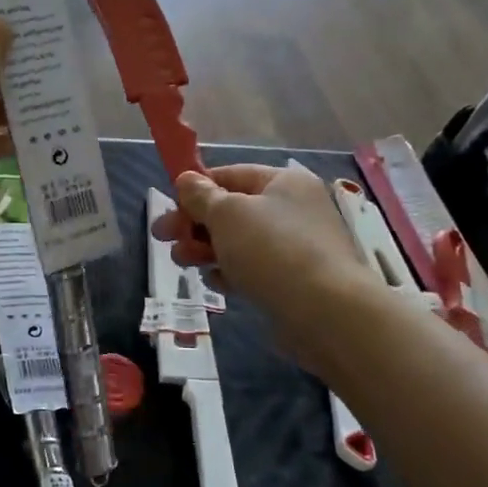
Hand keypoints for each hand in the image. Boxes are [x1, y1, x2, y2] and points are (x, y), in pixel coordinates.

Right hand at [152, 161, 366, 372]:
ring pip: (240, 241)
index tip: (169, 206)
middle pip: (233, 210)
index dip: (197, 188)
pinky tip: (216, 283)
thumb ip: (201, 196)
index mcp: (284, 182)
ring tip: (182, 262)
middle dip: (194, 224)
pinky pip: (254, 268)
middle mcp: (294, 208)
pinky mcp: (294, 280)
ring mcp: (297, 246)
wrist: (326, 312)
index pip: (231, 174)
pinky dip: (231, 272)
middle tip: (162, 237)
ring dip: (206, 249)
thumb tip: (186, 179)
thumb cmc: (272, 250)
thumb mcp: (227, 214)